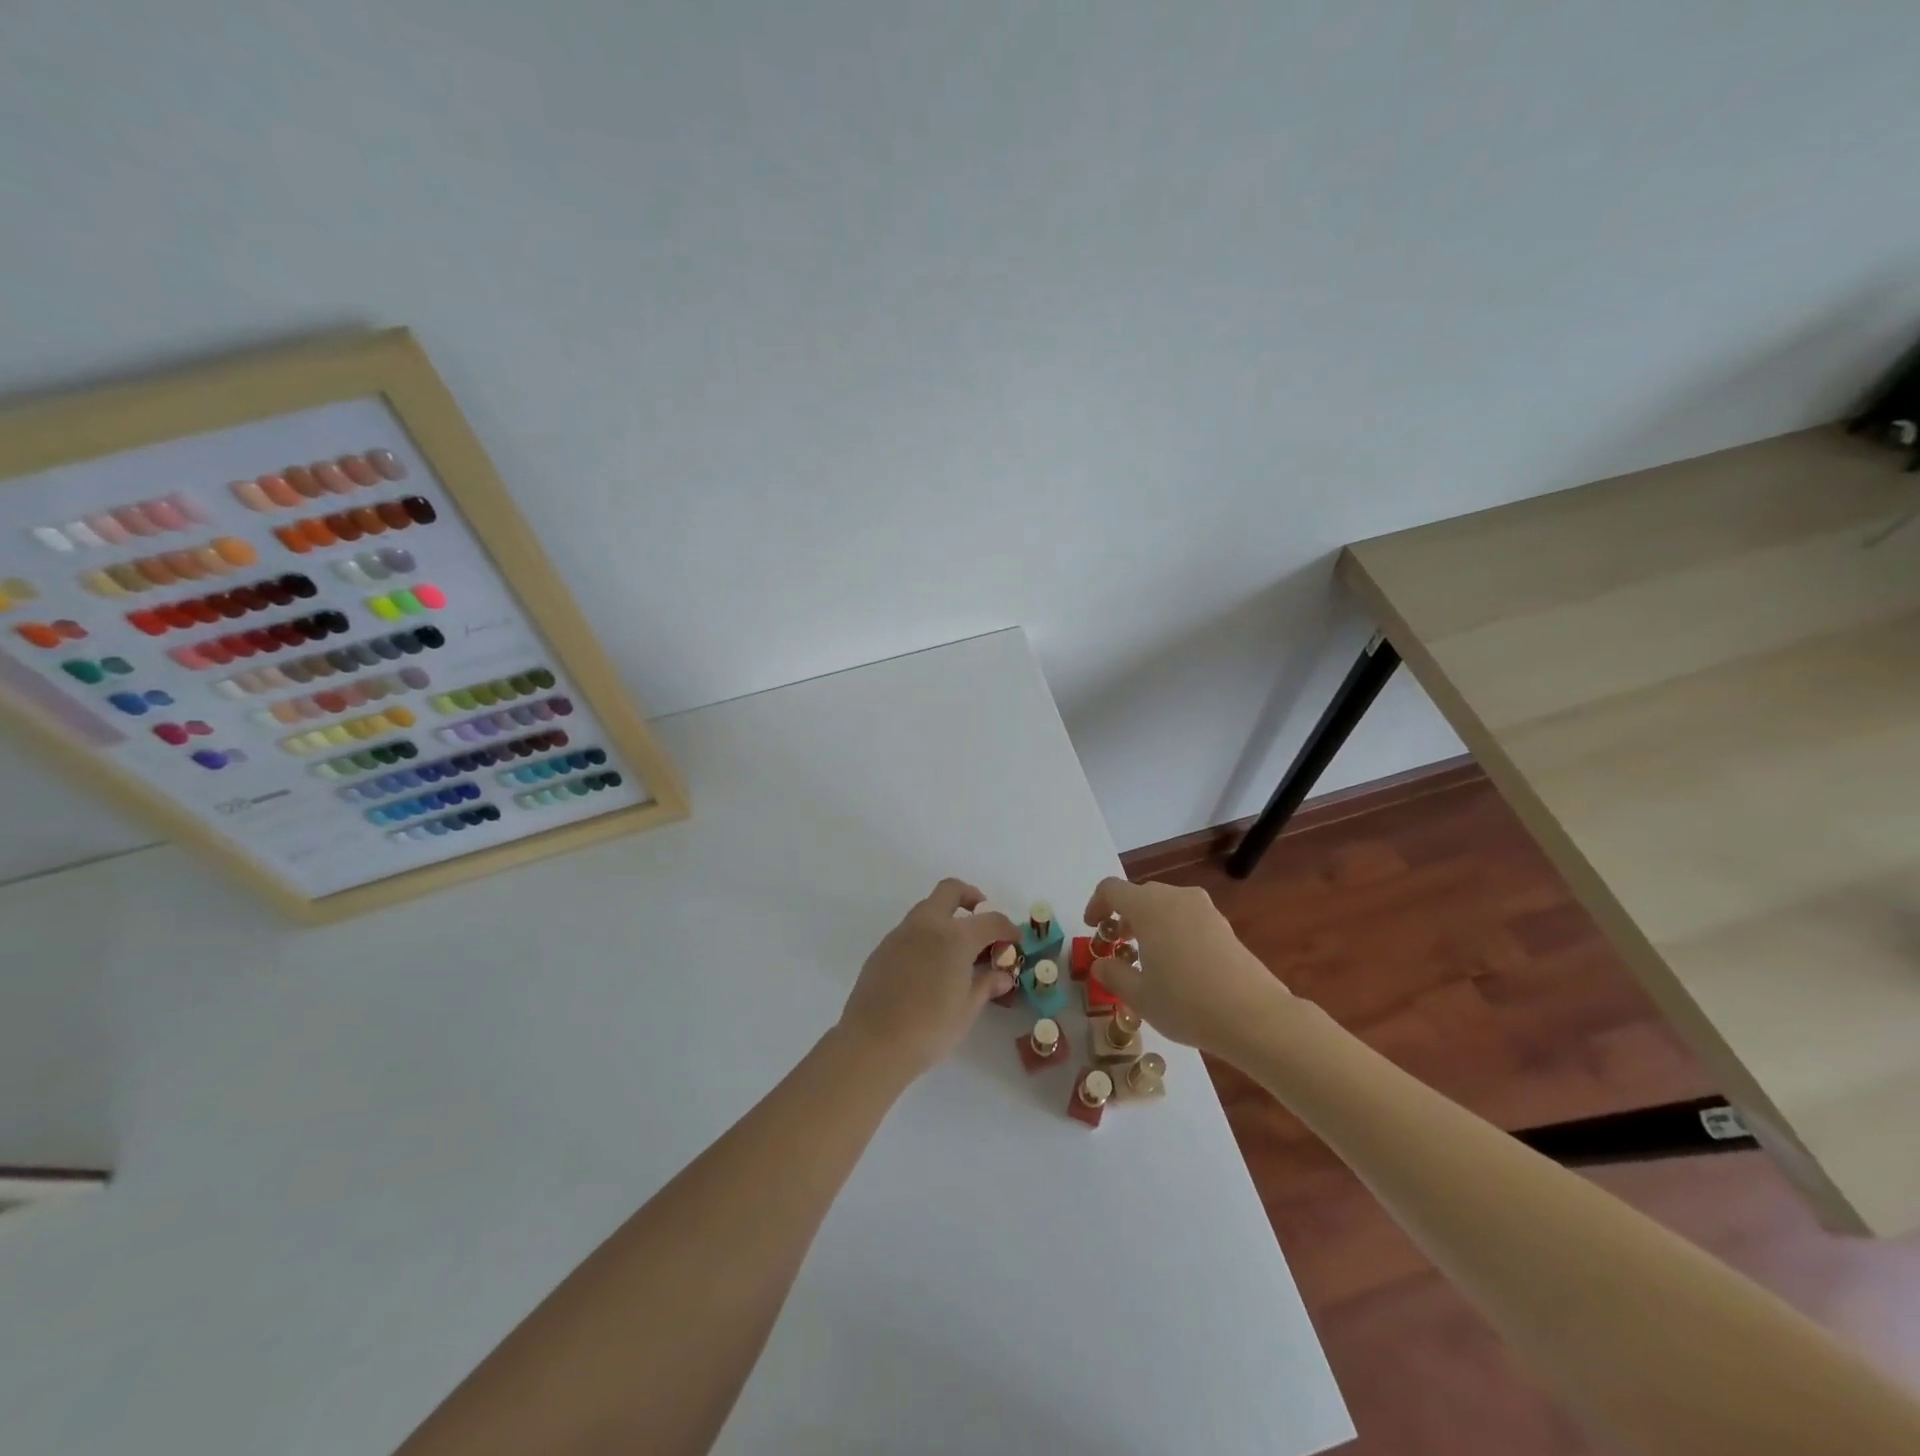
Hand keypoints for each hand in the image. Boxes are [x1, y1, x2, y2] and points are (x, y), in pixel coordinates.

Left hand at [836, 878, 1019, 1083]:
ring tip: (957, 951)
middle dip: (971, 898)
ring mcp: (902, 933)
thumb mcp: (966, 1010)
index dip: (1007, 928)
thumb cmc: (928, 1029)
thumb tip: (1002, 976)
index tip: (1014, 940)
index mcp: (955, 937)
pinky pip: (911, 929)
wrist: (872, 1043)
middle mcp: (928, 924)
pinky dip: (927, 935)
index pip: (991, 920)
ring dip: (947, 917)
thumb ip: (986, 985)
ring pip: (928, 908)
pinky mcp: (883, 947)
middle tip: (981, 921)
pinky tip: (930, 966)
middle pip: (951, 890)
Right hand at [1084, 877, 1296, 1053]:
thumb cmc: (1186, 1003)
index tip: (1093, 929)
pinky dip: (1172, 930)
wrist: (1254, 1016)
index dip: (1096, 905)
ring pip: (1165, 905)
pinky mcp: (1223, 925)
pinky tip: (1177, 965)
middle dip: (1123, 916)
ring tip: (1146, 957)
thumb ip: (1113, 975)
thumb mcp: (1139, 996)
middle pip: (1139, 895)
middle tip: (1118, 946)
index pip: (1111, 889)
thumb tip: (1101, 964)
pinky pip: (1187, 917)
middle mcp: (1175, 898)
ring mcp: (1204, 909)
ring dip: (1148, 923)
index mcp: (1148, 907)